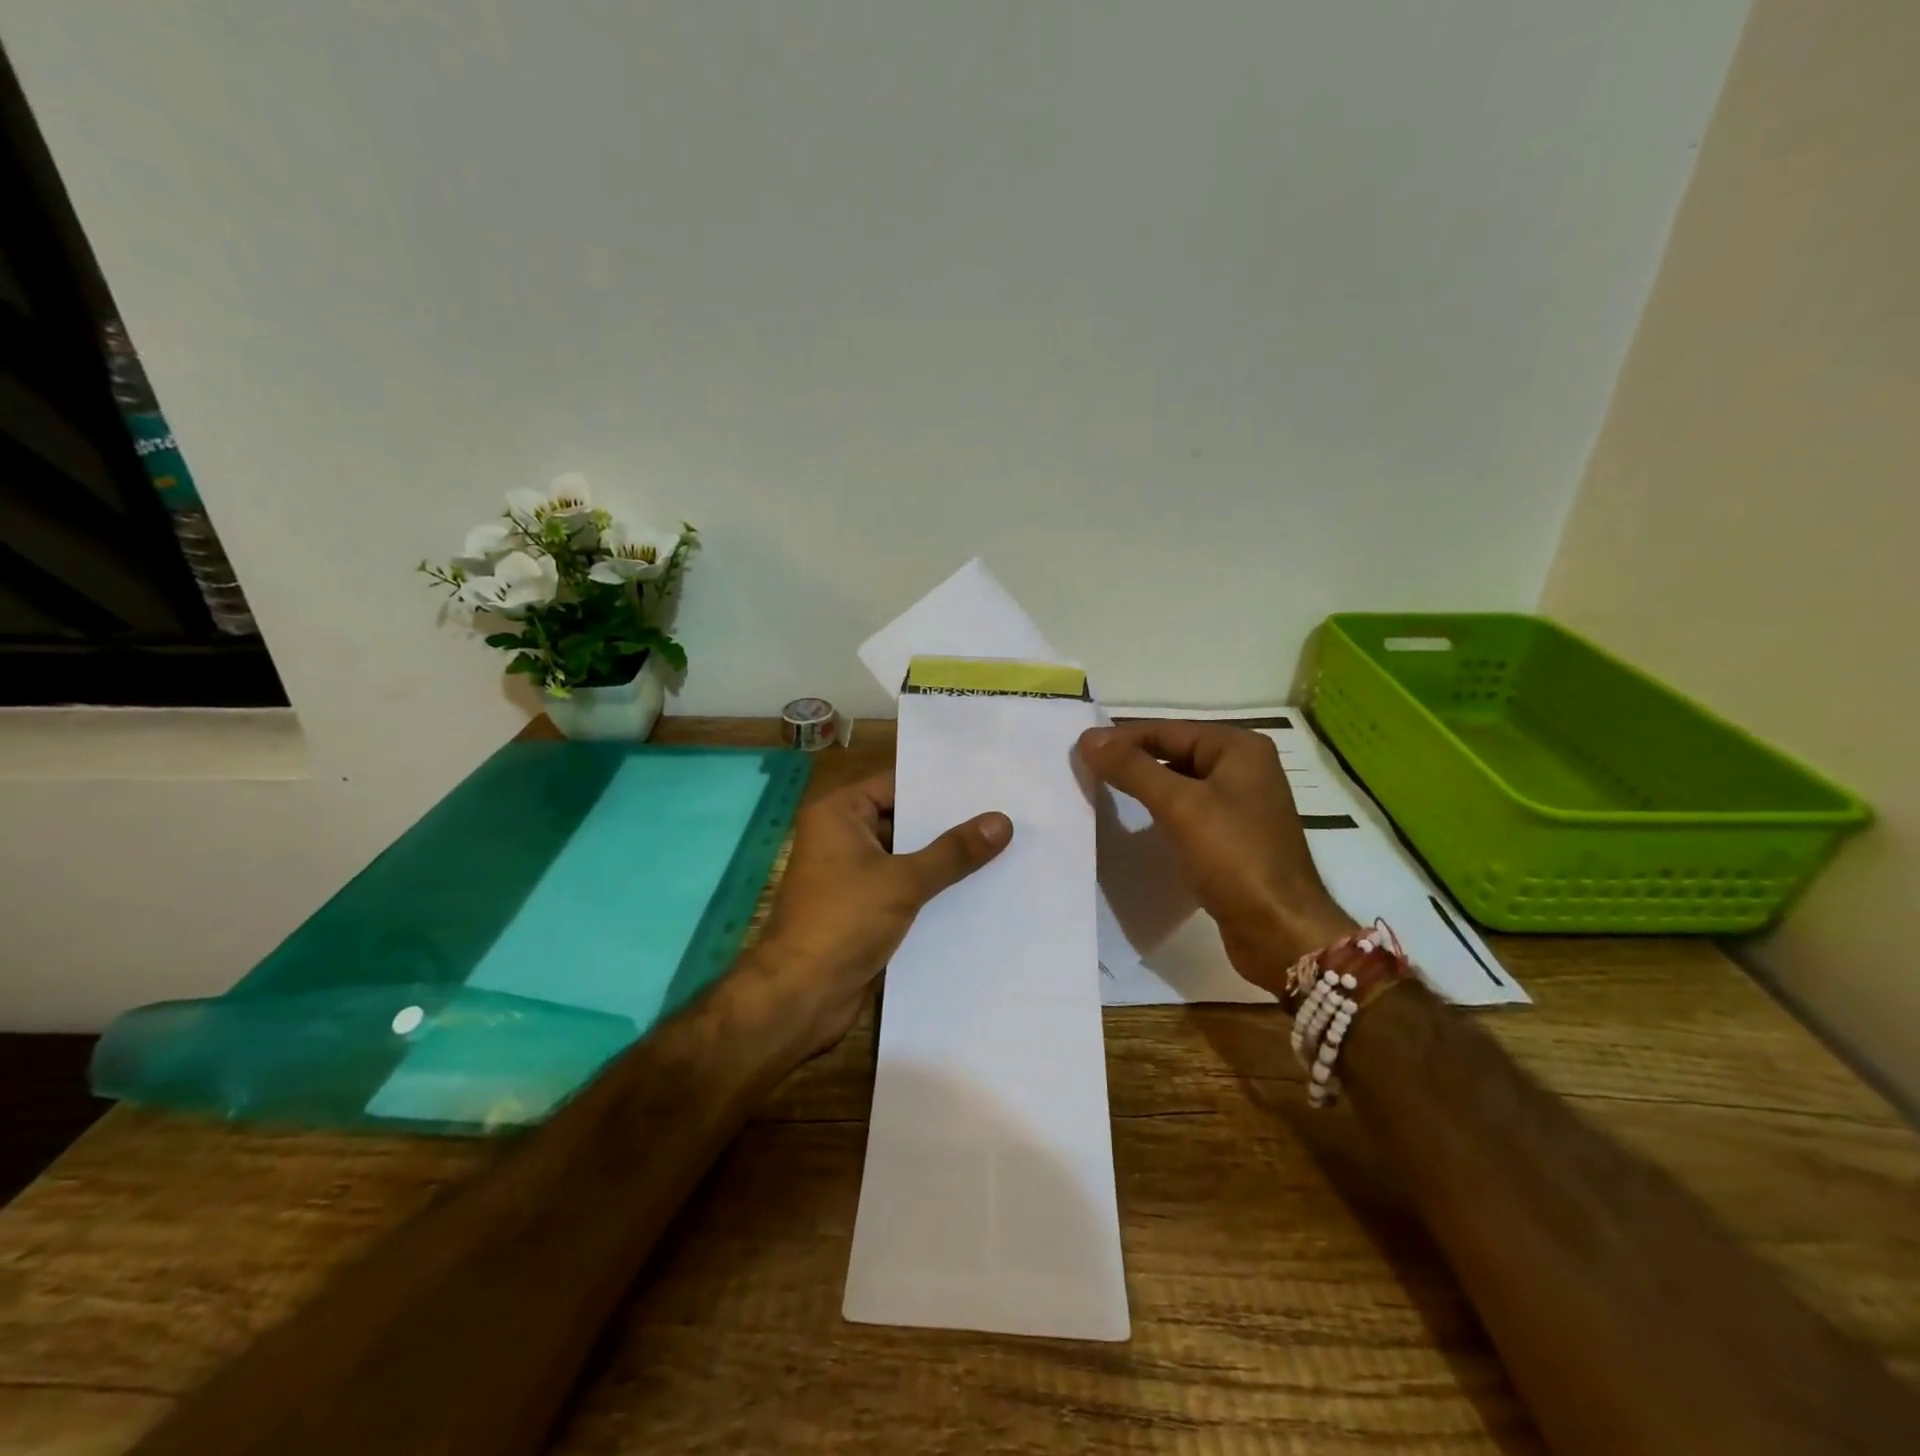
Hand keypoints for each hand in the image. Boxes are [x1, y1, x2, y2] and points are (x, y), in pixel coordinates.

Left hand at [751, 772, 1011, 1053]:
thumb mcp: (904, 880)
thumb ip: (953, 851)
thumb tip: (1002, 821)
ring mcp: (851, 877)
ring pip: (907, 859)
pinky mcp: (863, 911)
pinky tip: (979, 891)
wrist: (801, 996)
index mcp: (838, 814)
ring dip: (945, 862)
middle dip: (949, 826)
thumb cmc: (844, 921)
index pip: (897, 786)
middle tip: (1005, 816)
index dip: (940, 787)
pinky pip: (904, 891)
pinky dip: (933, 891)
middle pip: (904, 822)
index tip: (987, 784)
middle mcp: (841, 838)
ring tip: (1003, 849)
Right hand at [1078, 721, 1357, 990]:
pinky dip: (1159, 813)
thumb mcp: (1179, 806)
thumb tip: (1086, 738)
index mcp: (1238, 748)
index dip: (1120, 739)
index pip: (1166, 730)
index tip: (1078, 752)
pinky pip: (1187, 812)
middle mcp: (1243, 768)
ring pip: (1178, 783)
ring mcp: (1240, 804)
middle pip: (1173, 752)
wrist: (1281, 932)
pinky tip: (1135, 825)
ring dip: (1142, 787)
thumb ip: (1132, 768)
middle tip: (1084, 772)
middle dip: (1130, 762)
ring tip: (1100, 794)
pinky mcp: (1233, 837)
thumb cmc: (1234, 859)